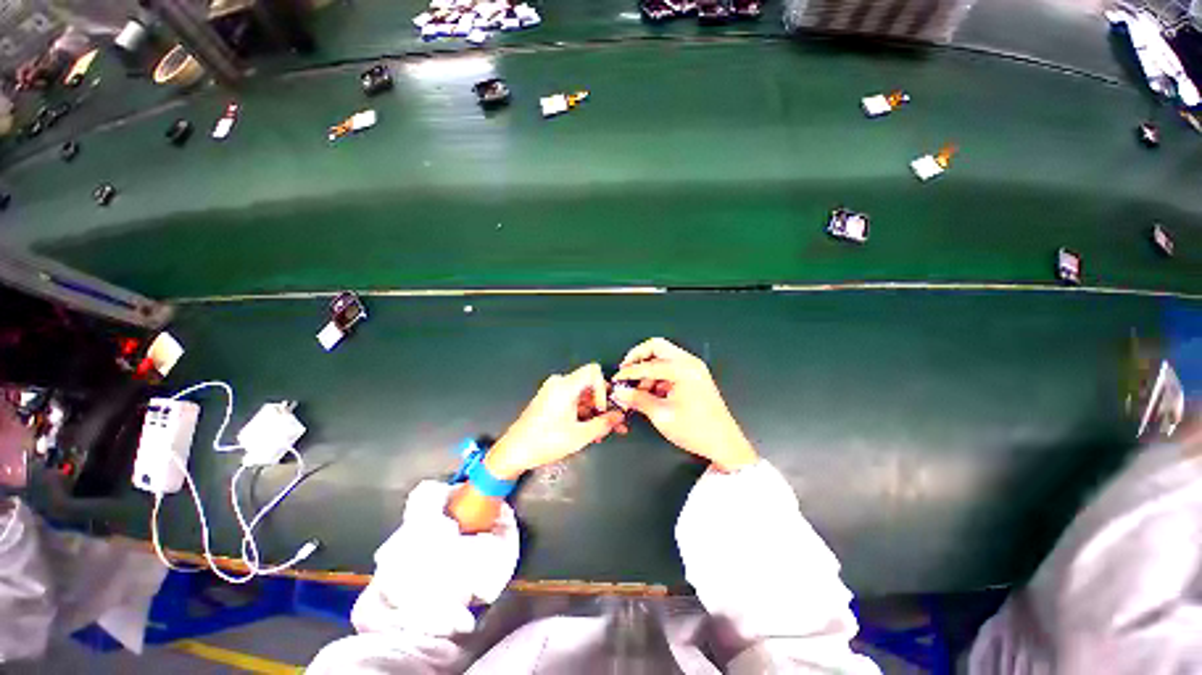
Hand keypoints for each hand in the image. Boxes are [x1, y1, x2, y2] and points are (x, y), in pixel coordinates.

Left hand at [485, 363, 625, 479]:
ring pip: (583, 396)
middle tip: (614, 422)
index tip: (603, 408)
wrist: (514, 452)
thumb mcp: (580, 435)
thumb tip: (619, 417)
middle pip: (590, 385)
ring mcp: (554, 392)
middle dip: (603, 404)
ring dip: (595, 412)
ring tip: (604, 432)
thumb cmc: (546, 441)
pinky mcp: (551, 401)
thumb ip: (604, 424)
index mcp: (565, 386)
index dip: (604, 388)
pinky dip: (583, 413)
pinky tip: (591, 431)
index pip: (594, 371)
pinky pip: (573, 401)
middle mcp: (560, 384)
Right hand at [613, 338, 757, 472]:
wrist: (724, 443)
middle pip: (657, 347)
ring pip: (663, 356)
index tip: (617, 379)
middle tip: (626, 371)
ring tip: (638, 389)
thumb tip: (620, 392)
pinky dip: (658, 375)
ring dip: (648, 368)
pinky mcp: (694, 376)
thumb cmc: (695, 430)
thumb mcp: (661, 415)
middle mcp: (690, 363)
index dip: (629, 372)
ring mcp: (694, 368)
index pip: (648, 364)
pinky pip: (671, 367)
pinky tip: (650, 392)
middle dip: (638, 357)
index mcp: (683, 369)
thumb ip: (638, 399)